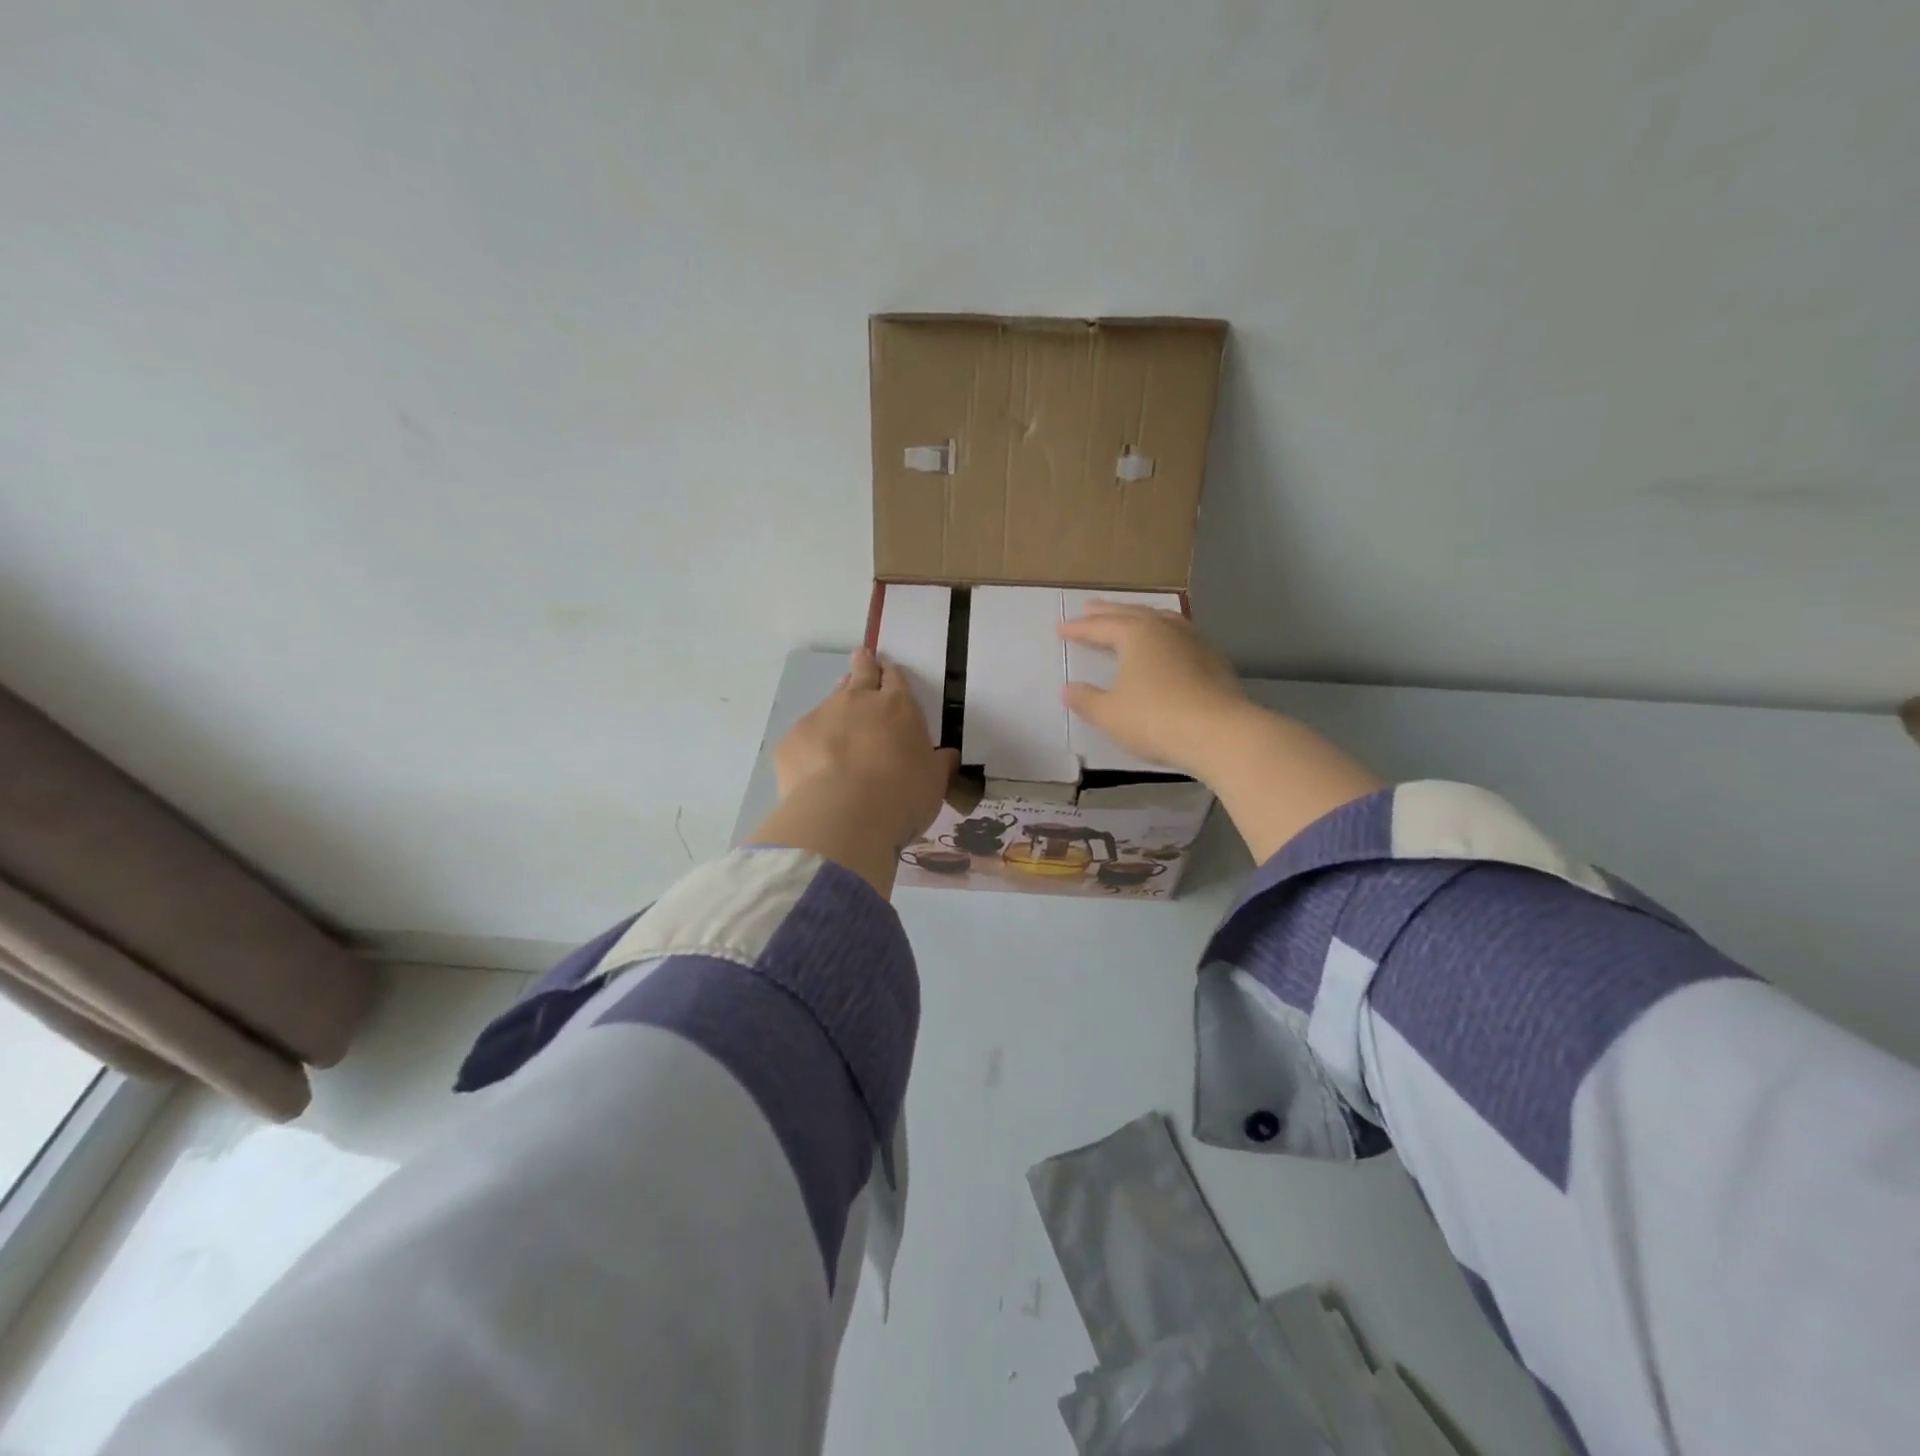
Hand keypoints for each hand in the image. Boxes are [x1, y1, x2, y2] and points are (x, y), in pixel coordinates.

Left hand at [773, 649, 958, 852]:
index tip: (887, 668)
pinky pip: (804, 737)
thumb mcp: (934, 782)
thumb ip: (939, 764)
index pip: (895, 679)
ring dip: (837, 704)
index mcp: (898, 707)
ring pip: (830, 701)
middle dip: (863, 666)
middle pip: (860, 674)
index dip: (891, 673)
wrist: (844, 816)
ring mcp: (820, 717)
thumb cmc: (902, 795)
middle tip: (861, 658)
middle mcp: (858, 701)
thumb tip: (947, 756)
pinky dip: (811, 744)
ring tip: (838, 714)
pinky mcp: (792, 742)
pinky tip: (813, 764)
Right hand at [1056, 602, 1249, 777]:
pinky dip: (1164, 633)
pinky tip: (1167, 644)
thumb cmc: (1156, 719)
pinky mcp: (1214, 659)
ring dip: (1140, 616)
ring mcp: (1193, 641)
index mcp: (1136, 634)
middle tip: (1090, 607)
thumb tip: (1069, 689)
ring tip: (1130, 617)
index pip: (1100, 626)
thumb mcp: (1110, 714)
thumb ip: (1086, 699)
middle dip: (1108, 612)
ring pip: (1161, 619)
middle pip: (1131, 613)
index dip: (1079, 628)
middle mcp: (1165, 628)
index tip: (1061, 628)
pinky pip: (1181, 635)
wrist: (1221, 733)